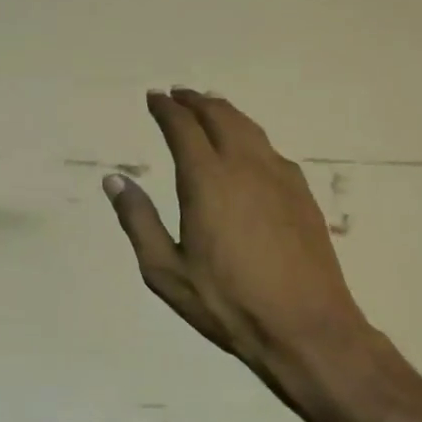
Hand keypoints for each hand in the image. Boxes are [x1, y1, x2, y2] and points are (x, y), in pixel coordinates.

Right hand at [105, 88, 369, 382]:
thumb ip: (138, 221)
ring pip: (249, 127)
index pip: (183, 127)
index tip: (153, 98)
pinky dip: (249, 134)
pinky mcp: (302, 193)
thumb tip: (115, 180)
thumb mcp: (166, 271)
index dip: (166, 109)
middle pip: (219, 116)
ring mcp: (280, 177)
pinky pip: (270, 148)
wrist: (305, 326)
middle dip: (195, 101)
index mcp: (208, 180)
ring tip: (209, 107)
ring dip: (224, 111)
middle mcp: (246, 166)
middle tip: (177, 95)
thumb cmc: (227, 303)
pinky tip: (246, 148)